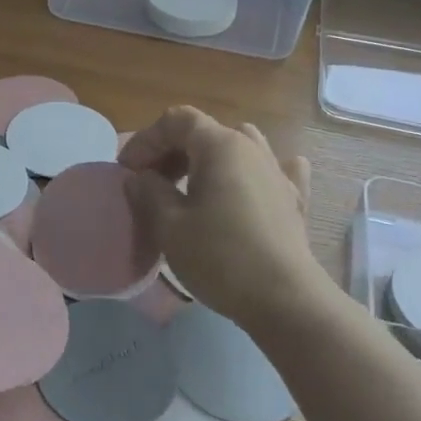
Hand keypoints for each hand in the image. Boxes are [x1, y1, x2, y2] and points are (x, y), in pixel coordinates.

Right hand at [119, 105, 320, 326]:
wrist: (284, 299)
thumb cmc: (220, 257)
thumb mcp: (169, 226)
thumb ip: (148, 192)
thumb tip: (140, 177)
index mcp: (220, 145)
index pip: (176, 121)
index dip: (145, 140)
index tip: (126, 171)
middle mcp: (252, 148)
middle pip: (205, 132)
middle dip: (171, 150)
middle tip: (148, 182)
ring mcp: (278, 172)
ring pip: (240, 146)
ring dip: (209, 159)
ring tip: (191, 185)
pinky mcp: (293, 200)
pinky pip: (274, 171)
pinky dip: (255, 173)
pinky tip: (253, 184)